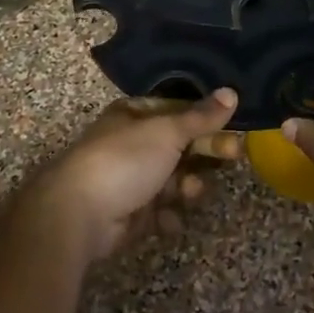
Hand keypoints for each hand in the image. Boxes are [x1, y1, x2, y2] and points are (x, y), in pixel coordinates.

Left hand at [28, 89, 239, 260]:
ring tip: (189, 194)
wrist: (79, 213)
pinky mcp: (128, 213)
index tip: (235, 129)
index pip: (178, 111)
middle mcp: (131, 143)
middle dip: (204, 153)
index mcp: (134, 115)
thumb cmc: (124, 160)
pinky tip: (169, 220)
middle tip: (233, 157)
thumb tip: (232, 92)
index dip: (207, 120)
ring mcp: (129, 179)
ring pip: (172, 180)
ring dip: (186, 187)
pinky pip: (159, 211)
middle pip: (179, 146)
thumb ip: (201, 116)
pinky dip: (167, 216)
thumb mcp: (167, 131)